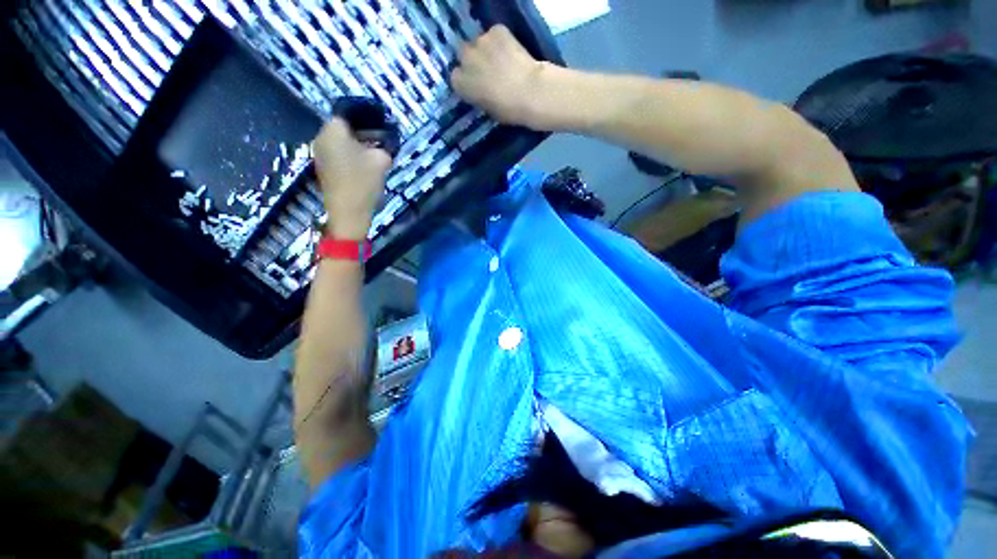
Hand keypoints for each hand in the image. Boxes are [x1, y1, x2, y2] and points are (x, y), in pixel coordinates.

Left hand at [313, 118, 391, 239]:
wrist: (348, 211)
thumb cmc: (363, 181)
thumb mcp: (381, 161)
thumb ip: (383, 149)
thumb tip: (383, 148)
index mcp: (334, 130)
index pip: (347, 115)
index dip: (364, 120)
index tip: (378, 129)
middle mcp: (321, 137)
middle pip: (341, 129)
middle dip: (359, 135)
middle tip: (377, 144)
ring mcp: (319, 154)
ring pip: (338, 143)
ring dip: (353, 147)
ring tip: (371, 158)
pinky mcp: (321, 168)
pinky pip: (336, 156)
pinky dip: (347, 158)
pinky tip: (360, 169)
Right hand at [451, 25, 545, 127]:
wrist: (530, 92)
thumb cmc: (509, 110)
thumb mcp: (488, 109)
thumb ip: (479, 96)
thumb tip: (481, 91)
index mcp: (460, 83)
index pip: (457, 78)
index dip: (467, 80)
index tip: (476, 85)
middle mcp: (466, 59)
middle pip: (465, 56)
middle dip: (474, 62)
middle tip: (488, 71)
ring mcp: (480, 41)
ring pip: (480, 43)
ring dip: (487, 50)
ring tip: (501, 60)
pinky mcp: (496, 30)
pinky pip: (495, 34)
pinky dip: (501, 40)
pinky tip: (511, 51)